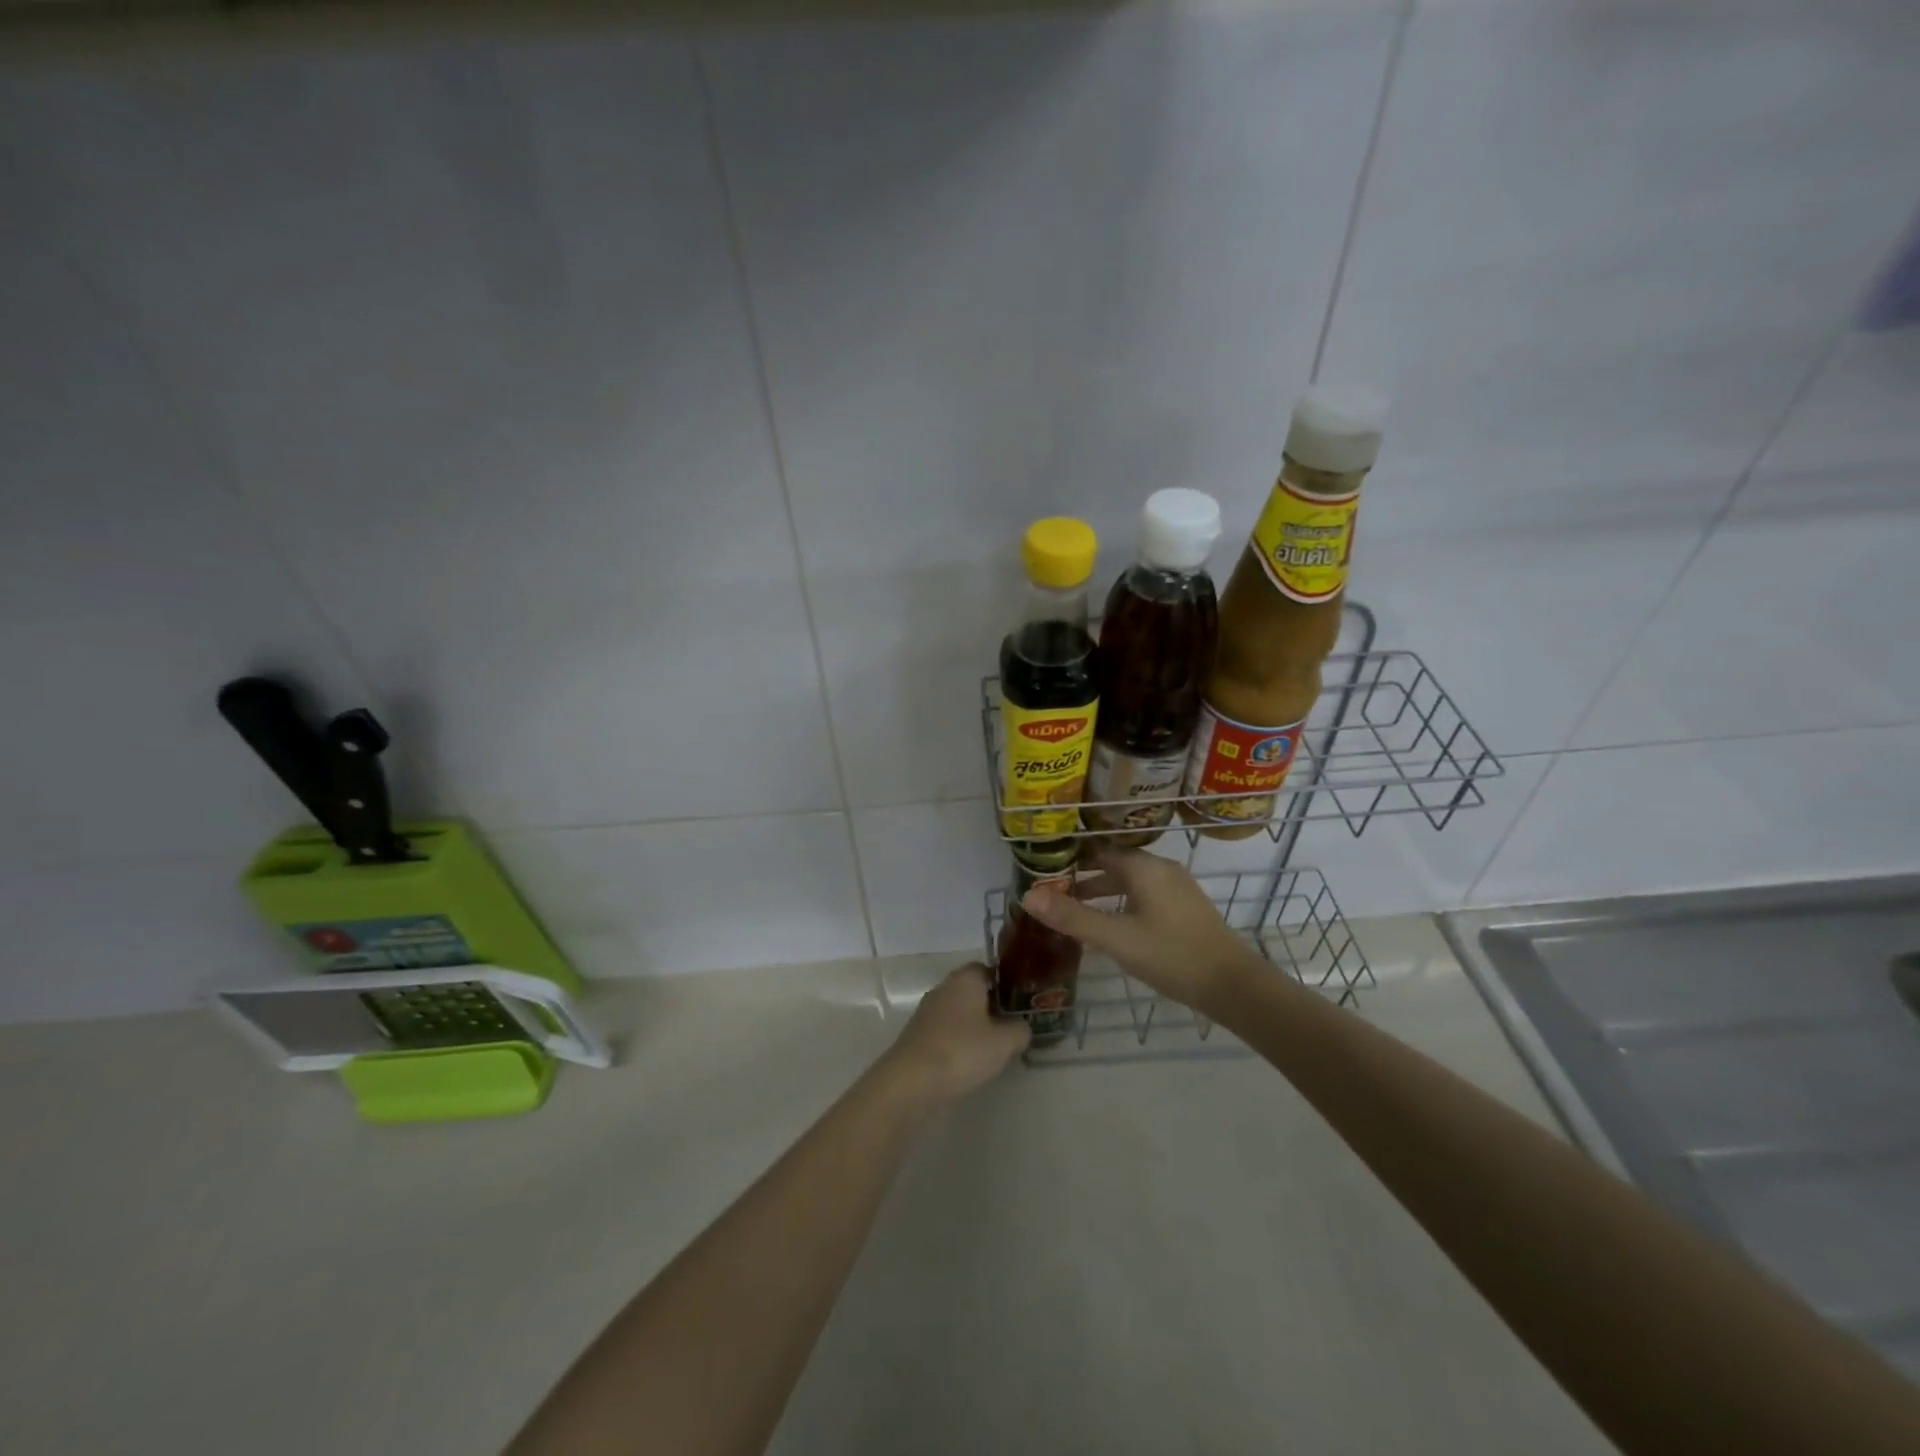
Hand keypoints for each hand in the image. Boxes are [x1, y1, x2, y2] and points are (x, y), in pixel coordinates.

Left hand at [881, 963, 1030, 1104]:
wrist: (910, 1082)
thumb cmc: (962, 1051)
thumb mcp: (1004, 1042)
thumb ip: (1020, 1030)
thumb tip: (1022, 1027)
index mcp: (964, 979)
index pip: (987, 969)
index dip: (1004, 982)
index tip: (1020, 1000)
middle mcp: (943, 988)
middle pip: (971, 990)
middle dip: (991, 1006)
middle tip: (1012, 1025)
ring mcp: (926, 1012)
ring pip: (958, 1012)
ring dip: (974, 1025)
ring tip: (995, 1047)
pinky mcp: (917, 1036)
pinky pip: (945, 1031)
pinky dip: (958, 1041)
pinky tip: (970, 1061)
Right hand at [1019, 850, 1256, 1013]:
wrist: (1232, 984)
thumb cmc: (1170, 955)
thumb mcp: (1116, 938)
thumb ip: (1073, 917)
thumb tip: (1028, 897)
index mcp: (1144, 867)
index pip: (1099, 853)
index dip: (1072, 862)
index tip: (1047, 876)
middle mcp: (1162, 868)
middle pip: (1116, 866)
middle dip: (1086, 879)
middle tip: (1057, 895)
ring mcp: (1179, 887)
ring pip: (1133, 882)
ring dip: (1106, 893)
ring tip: (1081, 913)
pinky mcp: (1188, 907)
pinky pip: (1147, 894)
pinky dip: (1125, 902)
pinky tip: (1118, 926)